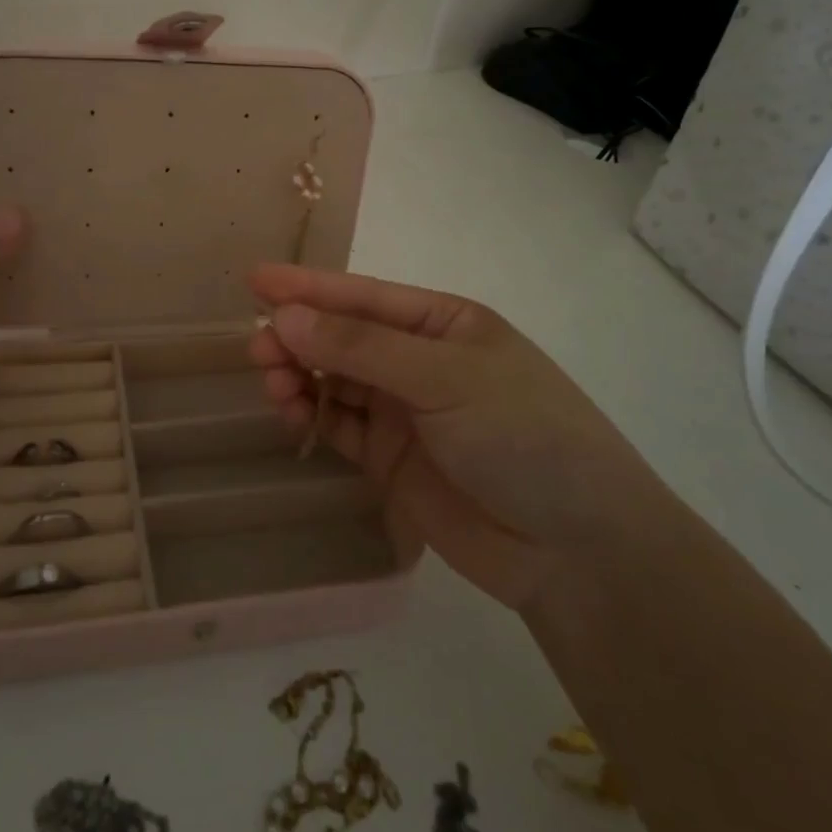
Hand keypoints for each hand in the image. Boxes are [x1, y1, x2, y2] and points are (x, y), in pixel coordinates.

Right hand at [247, 264, 655, 610]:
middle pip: (343, 338)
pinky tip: (290, 412)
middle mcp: (419, 360)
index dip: (309, 287)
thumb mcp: (445, 378)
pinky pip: (339, 426)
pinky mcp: (390, 459)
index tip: (256, 280)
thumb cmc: (523, 435)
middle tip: (257, 346)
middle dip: (299, 337)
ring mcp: (404, 411)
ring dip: (299, 376)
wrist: (576, 551)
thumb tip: (285, 318)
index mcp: (443, 323)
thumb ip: (361, 348)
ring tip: (271, 381)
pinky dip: (311, 416)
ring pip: (335, 381)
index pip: (364, 297)